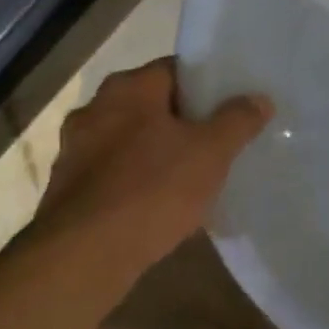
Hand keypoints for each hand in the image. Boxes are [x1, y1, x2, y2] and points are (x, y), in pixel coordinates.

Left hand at [28, 58, 271, 277]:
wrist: (83, 258)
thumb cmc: (152, 189)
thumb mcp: (212, 151)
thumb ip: (238, 120)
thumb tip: (259, 99)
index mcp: (128, 89)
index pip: (177, 69)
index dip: (210, 83)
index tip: (236, 102)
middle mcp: (96, 110)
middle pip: (155, 105)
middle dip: (188, 120)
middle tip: (224, 137)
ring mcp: (77, 151)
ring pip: (135, 141)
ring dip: (164, 151)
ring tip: (200, 172)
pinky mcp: (70, 190)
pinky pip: (119, 173)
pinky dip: (143, 180)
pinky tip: (167, 202)